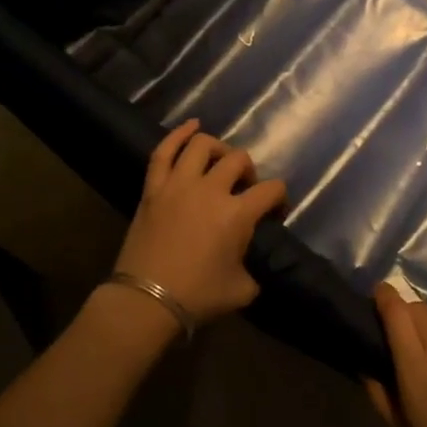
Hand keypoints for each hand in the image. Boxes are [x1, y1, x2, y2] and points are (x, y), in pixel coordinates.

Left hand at [113, 119, 288, 325]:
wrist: (147, 300)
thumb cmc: (198, 296)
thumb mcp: (242, 289)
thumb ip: (253, 268)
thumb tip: (249, 262)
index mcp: (237, 214)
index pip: (271, 189)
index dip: (279, 198)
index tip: (275, 212)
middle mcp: (210, 189)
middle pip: (238, 160)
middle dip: (249, 172)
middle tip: (244, 189)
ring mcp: (178, 184)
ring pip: (202, 146)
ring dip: (218, 149)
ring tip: (220, 161)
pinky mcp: (153, 188)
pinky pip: (163, 152)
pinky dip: (178, 134)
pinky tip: (192, 126)